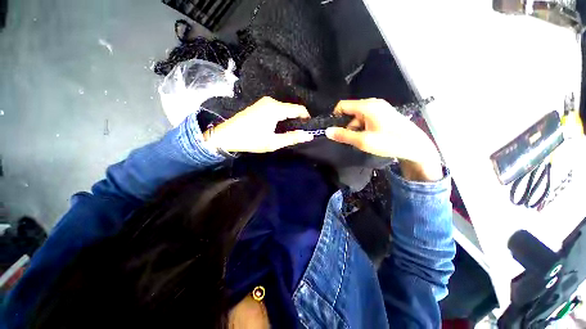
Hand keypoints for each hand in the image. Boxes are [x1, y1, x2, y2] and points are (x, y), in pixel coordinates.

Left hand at [204, 97, 313, 152]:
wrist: (227, 135)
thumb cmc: (251, 140)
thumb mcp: (273, 142)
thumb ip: (292, 138)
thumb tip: (308, 135)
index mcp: (276, 108)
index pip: (299, 109)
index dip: (307, 117)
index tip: (309, 127)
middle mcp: (271, 101)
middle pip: (291, 108)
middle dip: (298, 119)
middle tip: (300, 132)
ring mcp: (264, 101)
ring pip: (284, 108)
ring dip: (289, 118)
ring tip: (290, 131)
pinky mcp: (260, 104)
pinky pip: (276, 108)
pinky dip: (281, 116)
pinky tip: (279, 126)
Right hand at [325, 99, 442, 180]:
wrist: (416, 147)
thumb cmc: (389, 142)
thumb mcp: (363, 141)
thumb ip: (344, 135)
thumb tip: (327, 131)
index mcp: (367, 106)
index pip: (342, 105)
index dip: (335, 117)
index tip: (336, 131)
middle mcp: (373, 103)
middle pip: (350, 111)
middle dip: (347, 126)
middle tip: (351, 140)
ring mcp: (379, 108)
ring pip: (357, 116)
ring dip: (355, 128)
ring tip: (362, 141)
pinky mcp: (383, 114)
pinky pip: (366, 118)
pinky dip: (363, 128)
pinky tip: (369, 137)